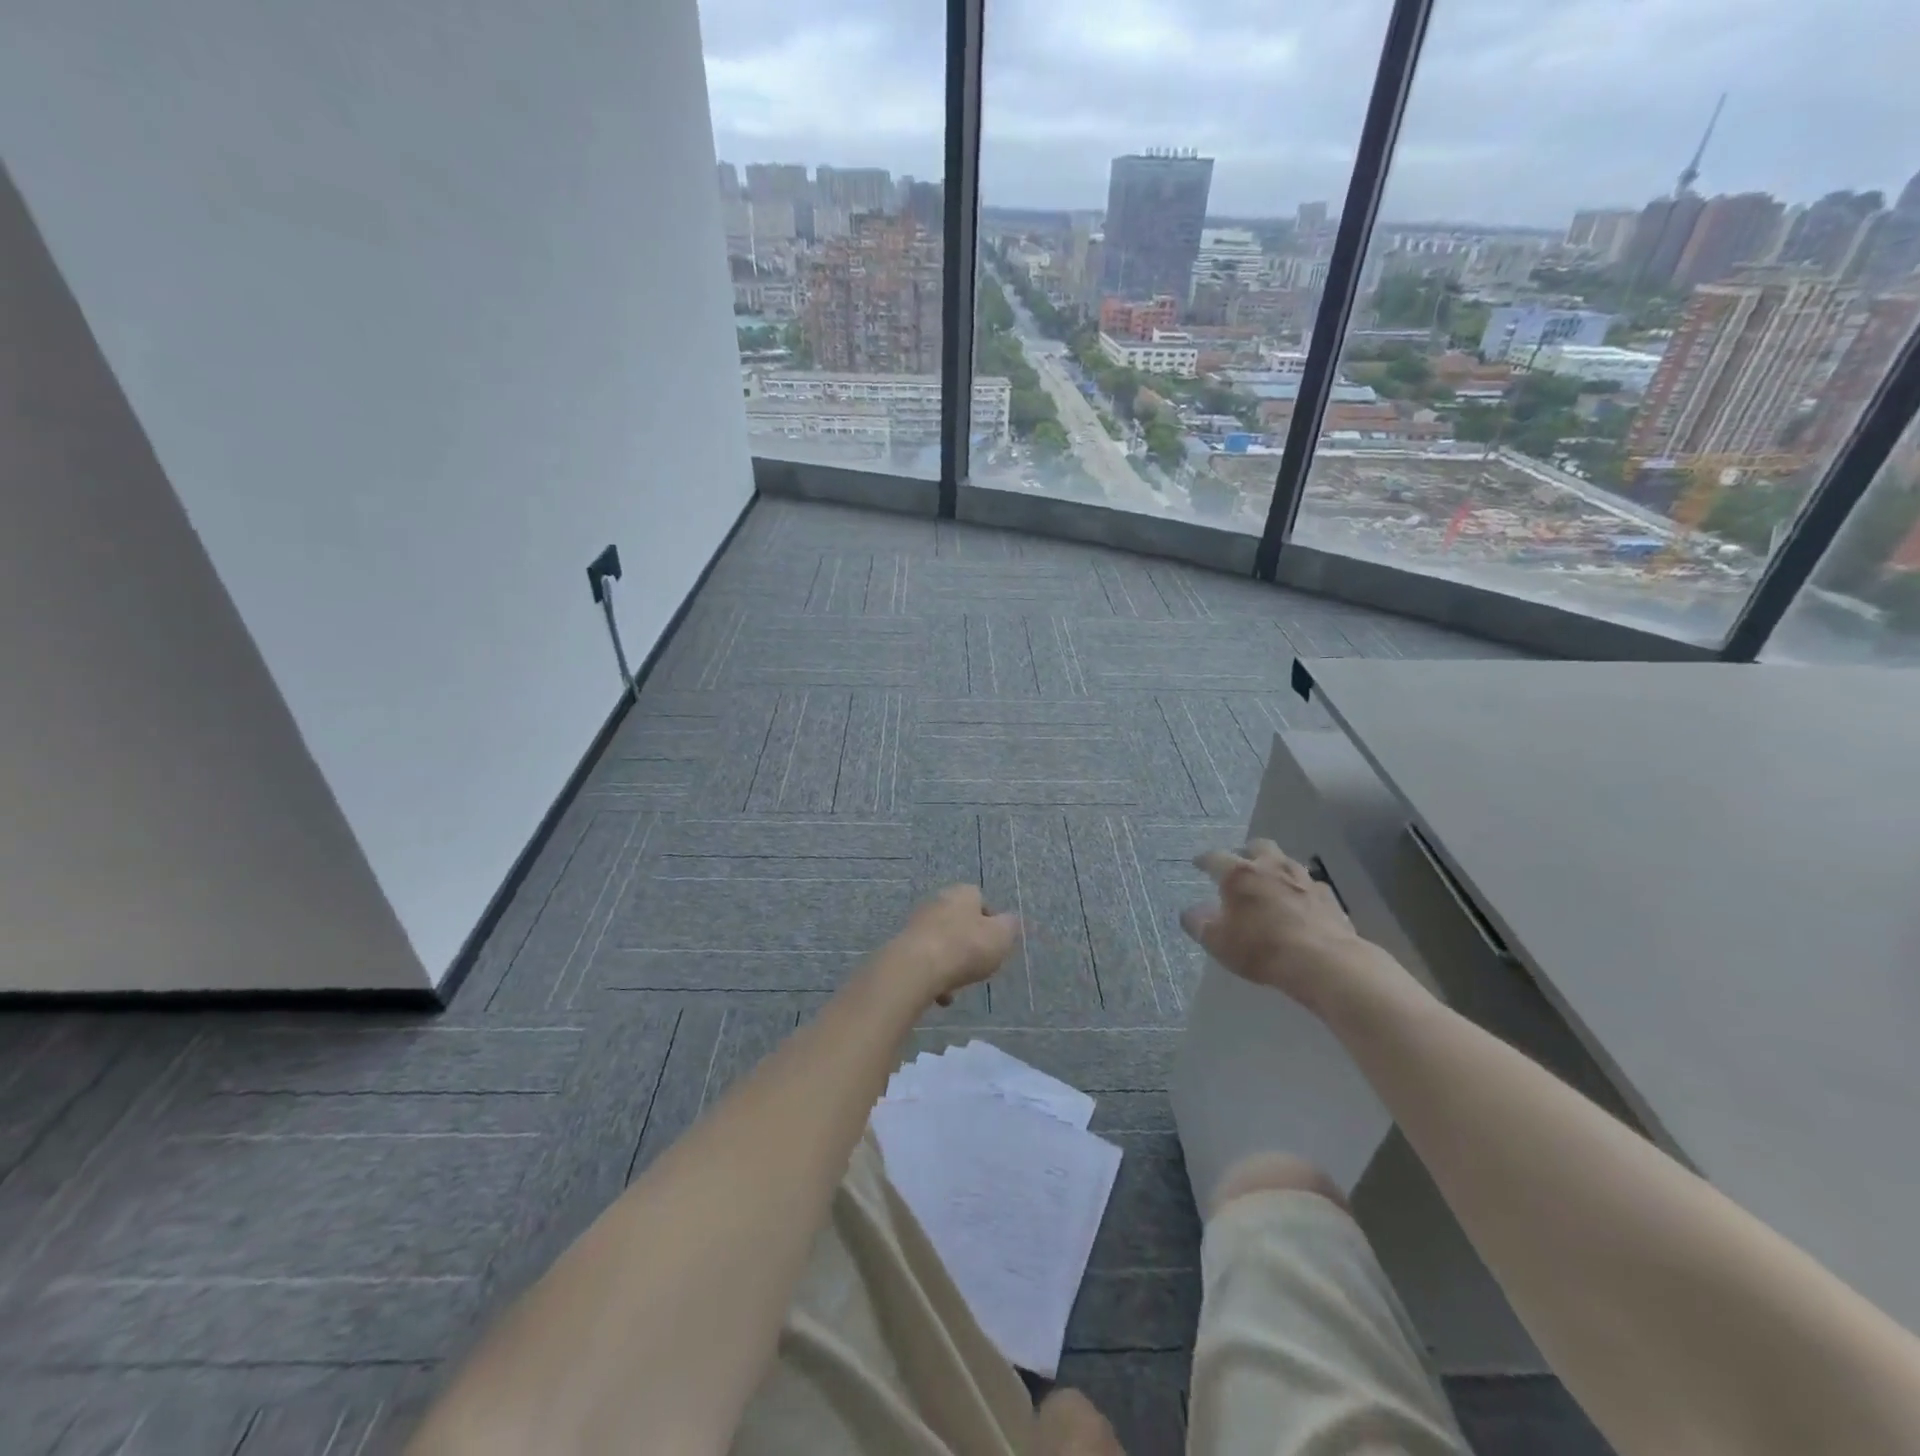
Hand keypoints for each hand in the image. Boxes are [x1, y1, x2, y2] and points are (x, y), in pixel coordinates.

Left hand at [883, 885, 1019, 1006]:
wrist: (917, 968)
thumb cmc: (966, 947)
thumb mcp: (1002, 936)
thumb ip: (1010, 926)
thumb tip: (1009, 921)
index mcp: (962, 893)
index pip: (980, 900)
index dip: (991, 922)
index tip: (996, 943)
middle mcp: (937, 902)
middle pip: (960, 923)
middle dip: (969, 944)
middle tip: (979, 964)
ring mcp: (917, 924)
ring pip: (942, 944)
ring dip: (951, 963)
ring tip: (959, 986)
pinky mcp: (903, 946)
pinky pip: (926, 961)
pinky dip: (935, 977)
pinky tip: (941, 995)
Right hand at [1179, 840, 1375, 1013]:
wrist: (1323, 962)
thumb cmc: (1261, 948)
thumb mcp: (1219, 943)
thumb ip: (1199, 925)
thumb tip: (1190, 913)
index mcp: (1239, 874)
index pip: (1215, 858)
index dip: (1204, 860)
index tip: (1198, 864)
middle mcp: (1271, 867)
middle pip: (1258, 846)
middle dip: (1247, 852)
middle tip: (1241, 865)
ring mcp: (1304, 879)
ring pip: (1287, 862)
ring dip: (1277, 869)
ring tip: (1271, 883)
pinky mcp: (1329, 896)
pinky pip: (1311, 885)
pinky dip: (1301, 890)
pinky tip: (1301, 904)